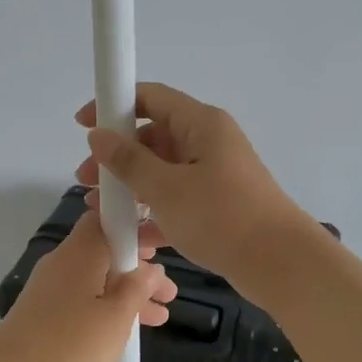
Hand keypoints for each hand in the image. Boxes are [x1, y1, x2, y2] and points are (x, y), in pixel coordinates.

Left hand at [0, 210, 176, 361]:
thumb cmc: (70, 343)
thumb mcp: (116, 318)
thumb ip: (138, 289)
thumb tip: (151, 269)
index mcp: (81, 251)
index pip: (107, 219)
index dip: (135, 228)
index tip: (160, 250)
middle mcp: (63, 260)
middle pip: (106, 252)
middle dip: (139, 270)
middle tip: (168, 294)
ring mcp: (50, 285)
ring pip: (97, 278)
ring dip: (126, 294)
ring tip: (159, 318)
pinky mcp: (43, 308)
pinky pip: (82, 296)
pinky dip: (106, 306)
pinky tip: (125, 329)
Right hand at [75, 82, 317, 288]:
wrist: (279, 263)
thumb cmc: (222, 216)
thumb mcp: (166, 188)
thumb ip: (128, 161)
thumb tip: (98, 135)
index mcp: (201, 124)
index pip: (151, 98)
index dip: (114, 106)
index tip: (82, 125)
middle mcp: (208, 143)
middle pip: (153, 138)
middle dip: (117, 158)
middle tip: (86, 182)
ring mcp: (214, 176)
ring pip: (162, 172)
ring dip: (130, 189)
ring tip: (101, 213)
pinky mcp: (217, 206)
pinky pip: (176, 200)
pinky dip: (153, 213)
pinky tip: (131, 236)